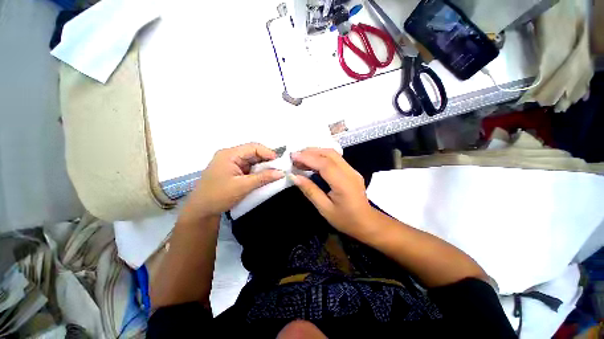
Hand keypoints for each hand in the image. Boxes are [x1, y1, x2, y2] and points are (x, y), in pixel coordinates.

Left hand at [184, 143, 284, 218]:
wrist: (201, 211)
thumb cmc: (219, 196)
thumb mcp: (243, 186)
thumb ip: (263, 178)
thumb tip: (281, 173)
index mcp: (230, 154)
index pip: (253, 147)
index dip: (268, 153)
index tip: (280, 163)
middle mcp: (230, 155)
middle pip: (253, 153)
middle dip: (267, 160)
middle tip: (279, 169)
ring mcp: (231, 163)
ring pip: (252, 161)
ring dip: (263, 167)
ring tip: (274, 173)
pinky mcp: (232, 171)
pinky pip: (248, 168)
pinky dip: (257, 172)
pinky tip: (264, 177)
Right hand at [290, 148, 372, 237]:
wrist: (367, 223)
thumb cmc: (345, 219)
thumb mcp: (324, 209)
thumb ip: (310, 191)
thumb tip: (294, 177)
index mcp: (344, 184)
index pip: (325, 164)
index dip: (308, 158)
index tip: (293, 156)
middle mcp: (350, 172)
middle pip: (330, 154)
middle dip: (310, 152)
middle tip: (295, 157)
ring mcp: (352, 170)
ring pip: (333, 154)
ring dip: (316, 152)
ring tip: (301, 158)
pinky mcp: (351, 170)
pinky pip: (336, 158)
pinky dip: (322, 156)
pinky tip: (313, 162)